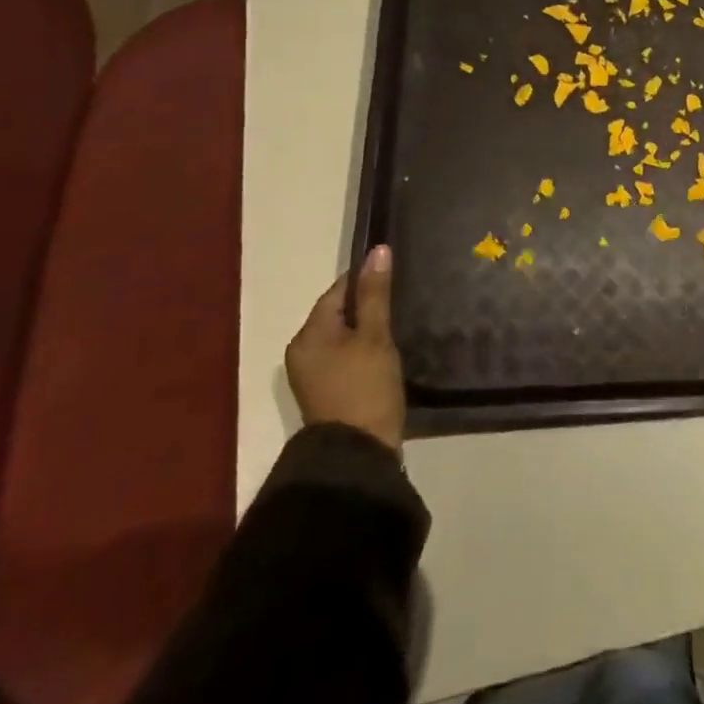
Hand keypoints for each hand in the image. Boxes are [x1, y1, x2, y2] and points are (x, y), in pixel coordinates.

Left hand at [286, 244, 405, 450]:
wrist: (357, 454)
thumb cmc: (365, 388)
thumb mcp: (375, 336)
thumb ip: (376, 293)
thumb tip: (378, 250)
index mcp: (308, 335)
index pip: (338, 291)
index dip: (366, 281)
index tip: (396, 278)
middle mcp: (302, 351)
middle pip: (338, 313)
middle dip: (368, 306)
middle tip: (402, 304)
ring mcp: (312, 374)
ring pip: (342, 336)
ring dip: (366, 329)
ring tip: (397, 327)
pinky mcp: (326, 391)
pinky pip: (343, 356)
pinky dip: (362, 350)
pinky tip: (385, 354)